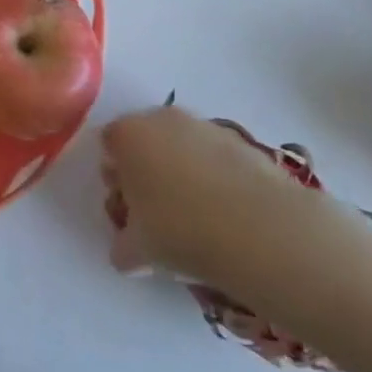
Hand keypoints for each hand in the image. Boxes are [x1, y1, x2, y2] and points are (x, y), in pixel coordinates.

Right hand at [101, 103, 333, 283]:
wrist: (262, 232)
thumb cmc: (182, 232)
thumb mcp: (138, 251)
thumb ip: (123, 246)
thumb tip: (126, 251)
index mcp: (128, 135)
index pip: (109, 145)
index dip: (115, 177)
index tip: (128, 209)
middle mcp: (162, 119)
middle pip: (146, 140)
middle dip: (148, 170)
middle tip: (158, 213)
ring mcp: (206, 126)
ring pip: (183, 146)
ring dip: (183, 173)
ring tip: (199, 218)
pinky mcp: (244, 142)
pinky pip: (217, 156)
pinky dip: (217, 177)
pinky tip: (229, 215)